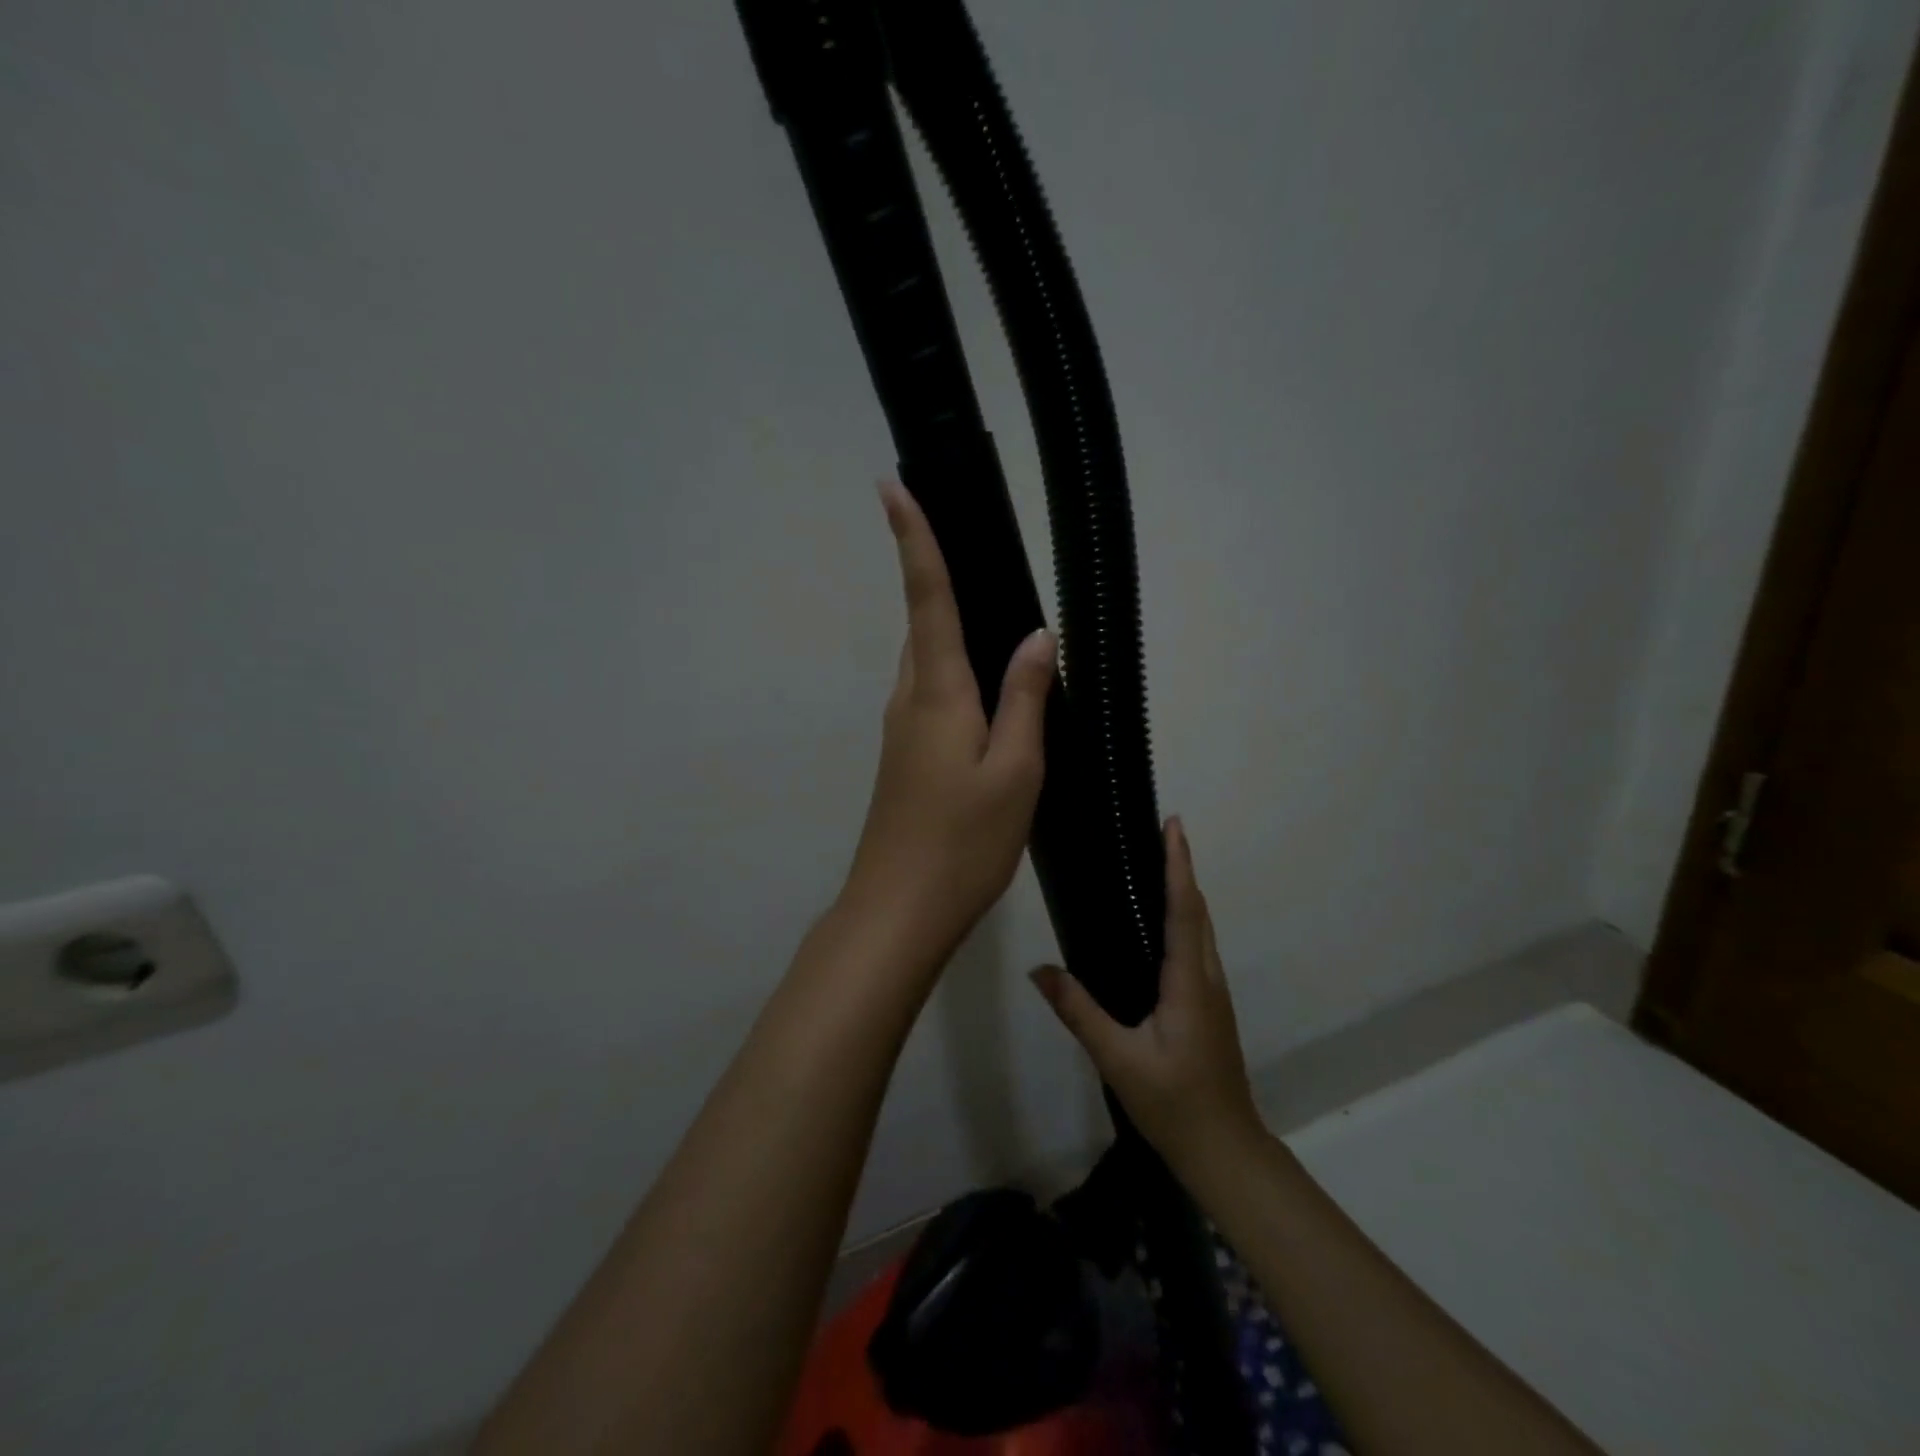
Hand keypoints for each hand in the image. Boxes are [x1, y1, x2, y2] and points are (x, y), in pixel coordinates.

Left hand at [839, 481, 1055, 970]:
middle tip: (971, 539)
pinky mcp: (904, 756)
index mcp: (936, 691)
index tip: (892, 486)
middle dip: (935, 573)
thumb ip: (1025, 698)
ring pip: (928, 660)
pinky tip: (988, 686)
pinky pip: (931, 692)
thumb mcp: (1015, 770)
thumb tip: (1037, 635)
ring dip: (949, 625)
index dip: (913, 540)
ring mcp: (901, 729)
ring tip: (993, 606)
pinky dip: (955, 669)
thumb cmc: (963, 841)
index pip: (926, 598)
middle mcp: (909, 699)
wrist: (899, 908)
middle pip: (923, 623)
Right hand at [1030, 818, 1262, 1172]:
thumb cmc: (1174, 1105)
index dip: (1178, 865)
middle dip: (1182, 867)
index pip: (1184, 910)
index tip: (1173, 824)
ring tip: (1158, 864)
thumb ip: (1080, 1013)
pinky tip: (1161, 924)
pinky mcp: (1209, 1006)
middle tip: (1159, 832)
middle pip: (1197, 910)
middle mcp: (1206, 978)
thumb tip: (1039, 970)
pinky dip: (1184, 917)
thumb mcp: (1119, 1061)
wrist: (1226, 1151)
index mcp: (1189, 983)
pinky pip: (1197, 947)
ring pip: (1201, 928)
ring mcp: (1212, 993)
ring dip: (1185, 891)